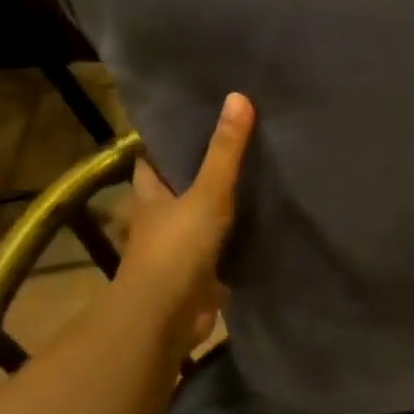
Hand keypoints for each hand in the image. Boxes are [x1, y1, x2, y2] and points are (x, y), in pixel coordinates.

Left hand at [112, 93, 254, 353]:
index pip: (154, 159)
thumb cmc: (176, 248)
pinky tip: (263, 218)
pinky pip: (222, 245)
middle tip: (240, 141)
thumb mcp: (206, 193)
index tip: (199, 117)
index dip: (170, 140)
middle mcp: (160, 218)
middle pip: (180, 186)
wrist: (166, 316)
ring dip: (222, 202)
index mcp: (150, 195)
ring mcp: (180, 247)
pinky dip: (237, 233)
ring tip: (258, 173)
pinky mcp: (201, 271)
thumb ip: (225, 151)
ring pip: (202, 215)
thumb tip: (238, 96)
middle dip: (203, 169)